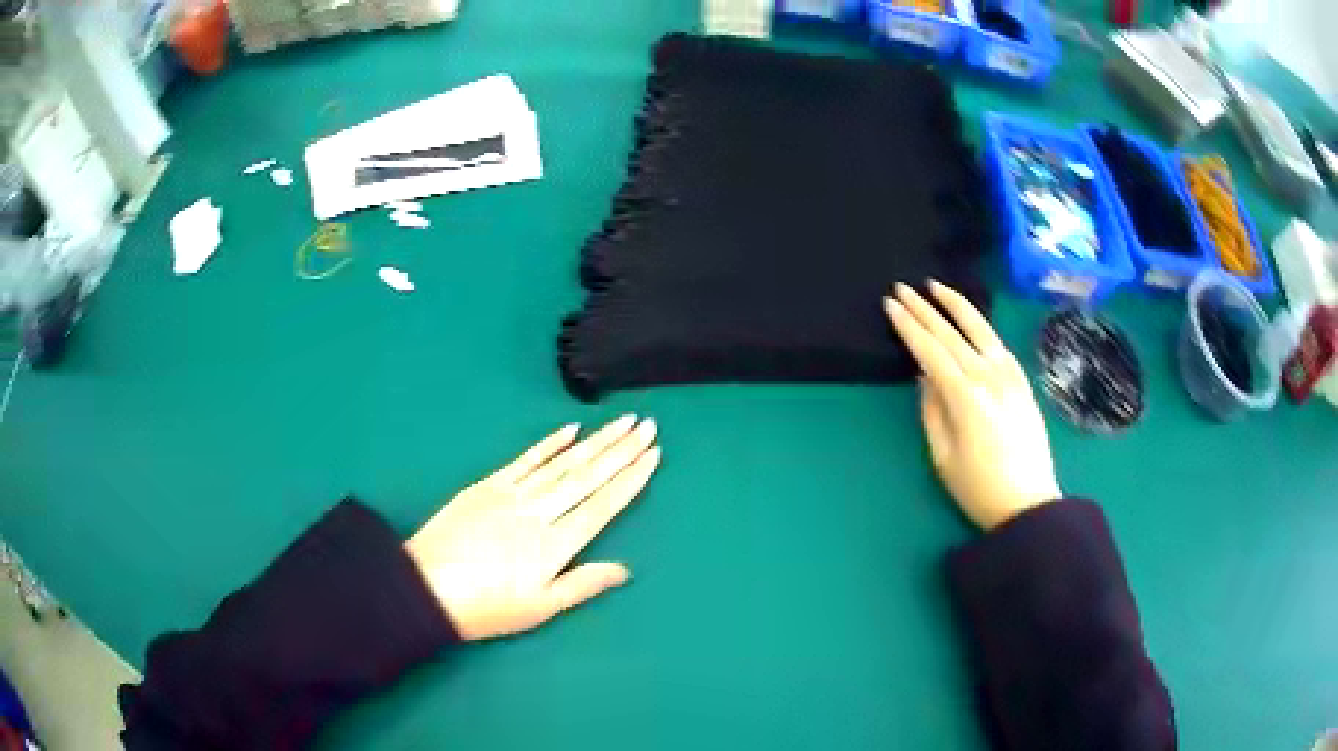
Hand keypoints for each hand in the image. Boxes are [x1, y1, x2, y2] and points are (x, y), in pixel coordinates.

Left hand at [405, 415, 660, 640]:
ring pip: (562, 463)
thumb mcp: (538, 608)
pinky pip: (524, 460)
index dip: (630, 480)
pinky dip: (549, 444)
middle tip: (649, 426)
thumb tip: (624, 569)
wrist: (425, 587)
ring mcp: (511, 494)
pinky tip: (570, 430)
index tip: (653, 456)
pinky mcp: (487, 486)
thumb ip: (582, 585)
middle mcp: (538, 513)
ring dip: (595, 441)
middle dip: (621, 450)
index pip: (602, 505)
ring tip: (622, 423)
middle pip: (587, 476)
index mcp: (554, 545)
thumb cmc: (486, 607)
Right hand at [884, 281, 1060, 530]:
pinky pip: (997, 342)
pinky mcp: (1021, 381)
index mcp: (964, 396)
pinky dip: (980, 324)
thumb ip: (931, 411)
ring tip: (935, 286)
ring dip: (955, 304)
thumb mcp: (943, 457)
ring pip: (979, 328)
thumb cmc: (979, 488)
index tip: (890, 305)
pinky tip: (969, 318)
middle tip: (902, 287)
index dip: (908, 327)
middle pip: (951, 333)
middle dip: (924, 308)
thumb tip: (925, 377)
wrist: (1029, 503)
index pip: (930, 350)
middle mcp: (988, 376)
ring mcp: (1009, 375)